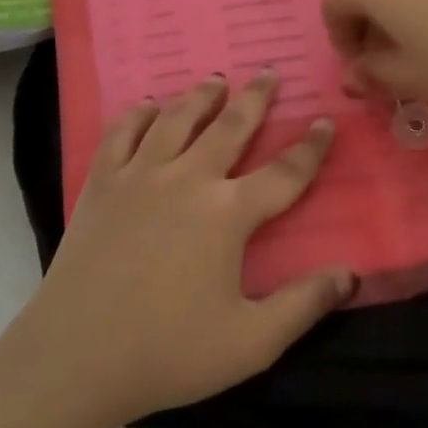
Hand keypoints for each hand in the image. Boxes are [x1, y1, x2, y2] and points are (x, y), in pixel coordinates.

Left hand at [12, 72, 353, 427]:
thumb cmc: (168, 351)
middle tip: (268, 72)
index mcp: (228, 214)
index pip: (284, 173)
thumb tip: (350, 273)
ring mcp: (140, 176)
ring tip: (215, 80)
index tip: (324, 121)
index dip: (310, 147)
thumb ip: (304, 305)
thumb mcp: (251, 342)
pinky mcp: (102, 183)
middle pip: (230, 127)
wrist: (76, 355)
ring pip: (177, 119)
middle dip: (255, 99)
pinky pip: (122, 133)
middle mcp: (187, 179)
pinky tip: (148, 105)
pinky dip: (138, 114)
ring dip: (200, 96)